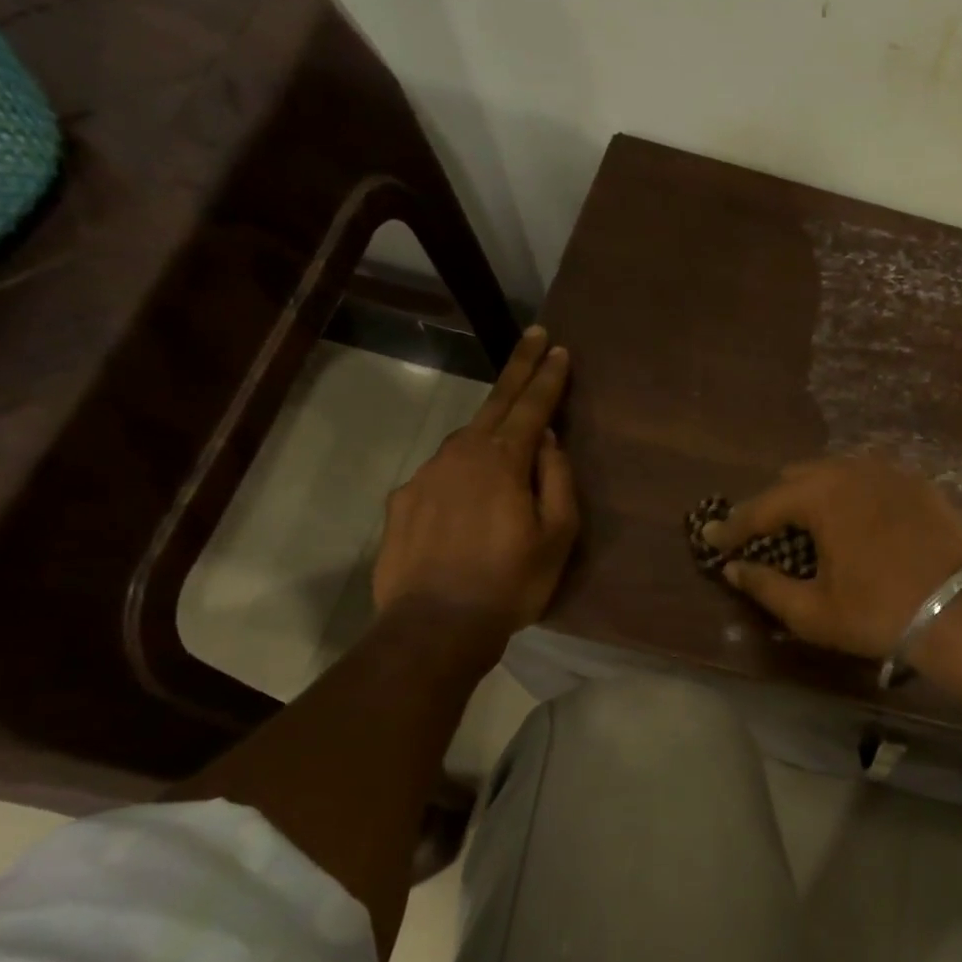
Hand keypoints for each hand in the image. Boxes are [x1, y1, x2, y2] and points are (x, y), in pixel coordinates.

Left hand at [372, 327, 577, 655]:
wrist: (435, 625)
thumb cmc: (511, 582)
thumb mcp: (557, 535)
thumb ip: (556, 480)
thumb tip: (549, 441)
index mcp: (504, 460)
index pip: (532, 407)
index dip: (548, 377)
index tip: (558, 348)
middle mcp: (461, 454)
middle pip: (495, 403)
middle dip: (518, 369)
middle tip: (532, 336)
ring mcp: (426, 475)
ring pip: (465, 440)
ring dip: (489, 428)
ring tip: (508, 436)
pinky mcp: (403, 500)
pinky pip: (441, 474)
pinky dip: (461, 471)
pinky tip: (468, 499)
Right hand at [705, 457, 961, 658]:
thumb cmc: (878, 613)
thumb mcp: (812, 611)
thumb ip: (765, 586)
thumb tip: (733, 569)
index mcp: (820, 495)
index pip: (762, 507)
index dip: (733, 526)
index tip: (712, 537)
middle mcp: (852, 470)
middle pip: (797, 479)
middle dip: (774, 505)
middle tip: (762, 535)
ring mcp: (890, 472)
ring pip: (836, 473)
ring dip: (813, 495)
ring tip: (806, 526)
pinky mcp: (919, 484)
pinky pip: (870, 479)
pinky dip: (850, 495)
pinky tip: (853, 520)